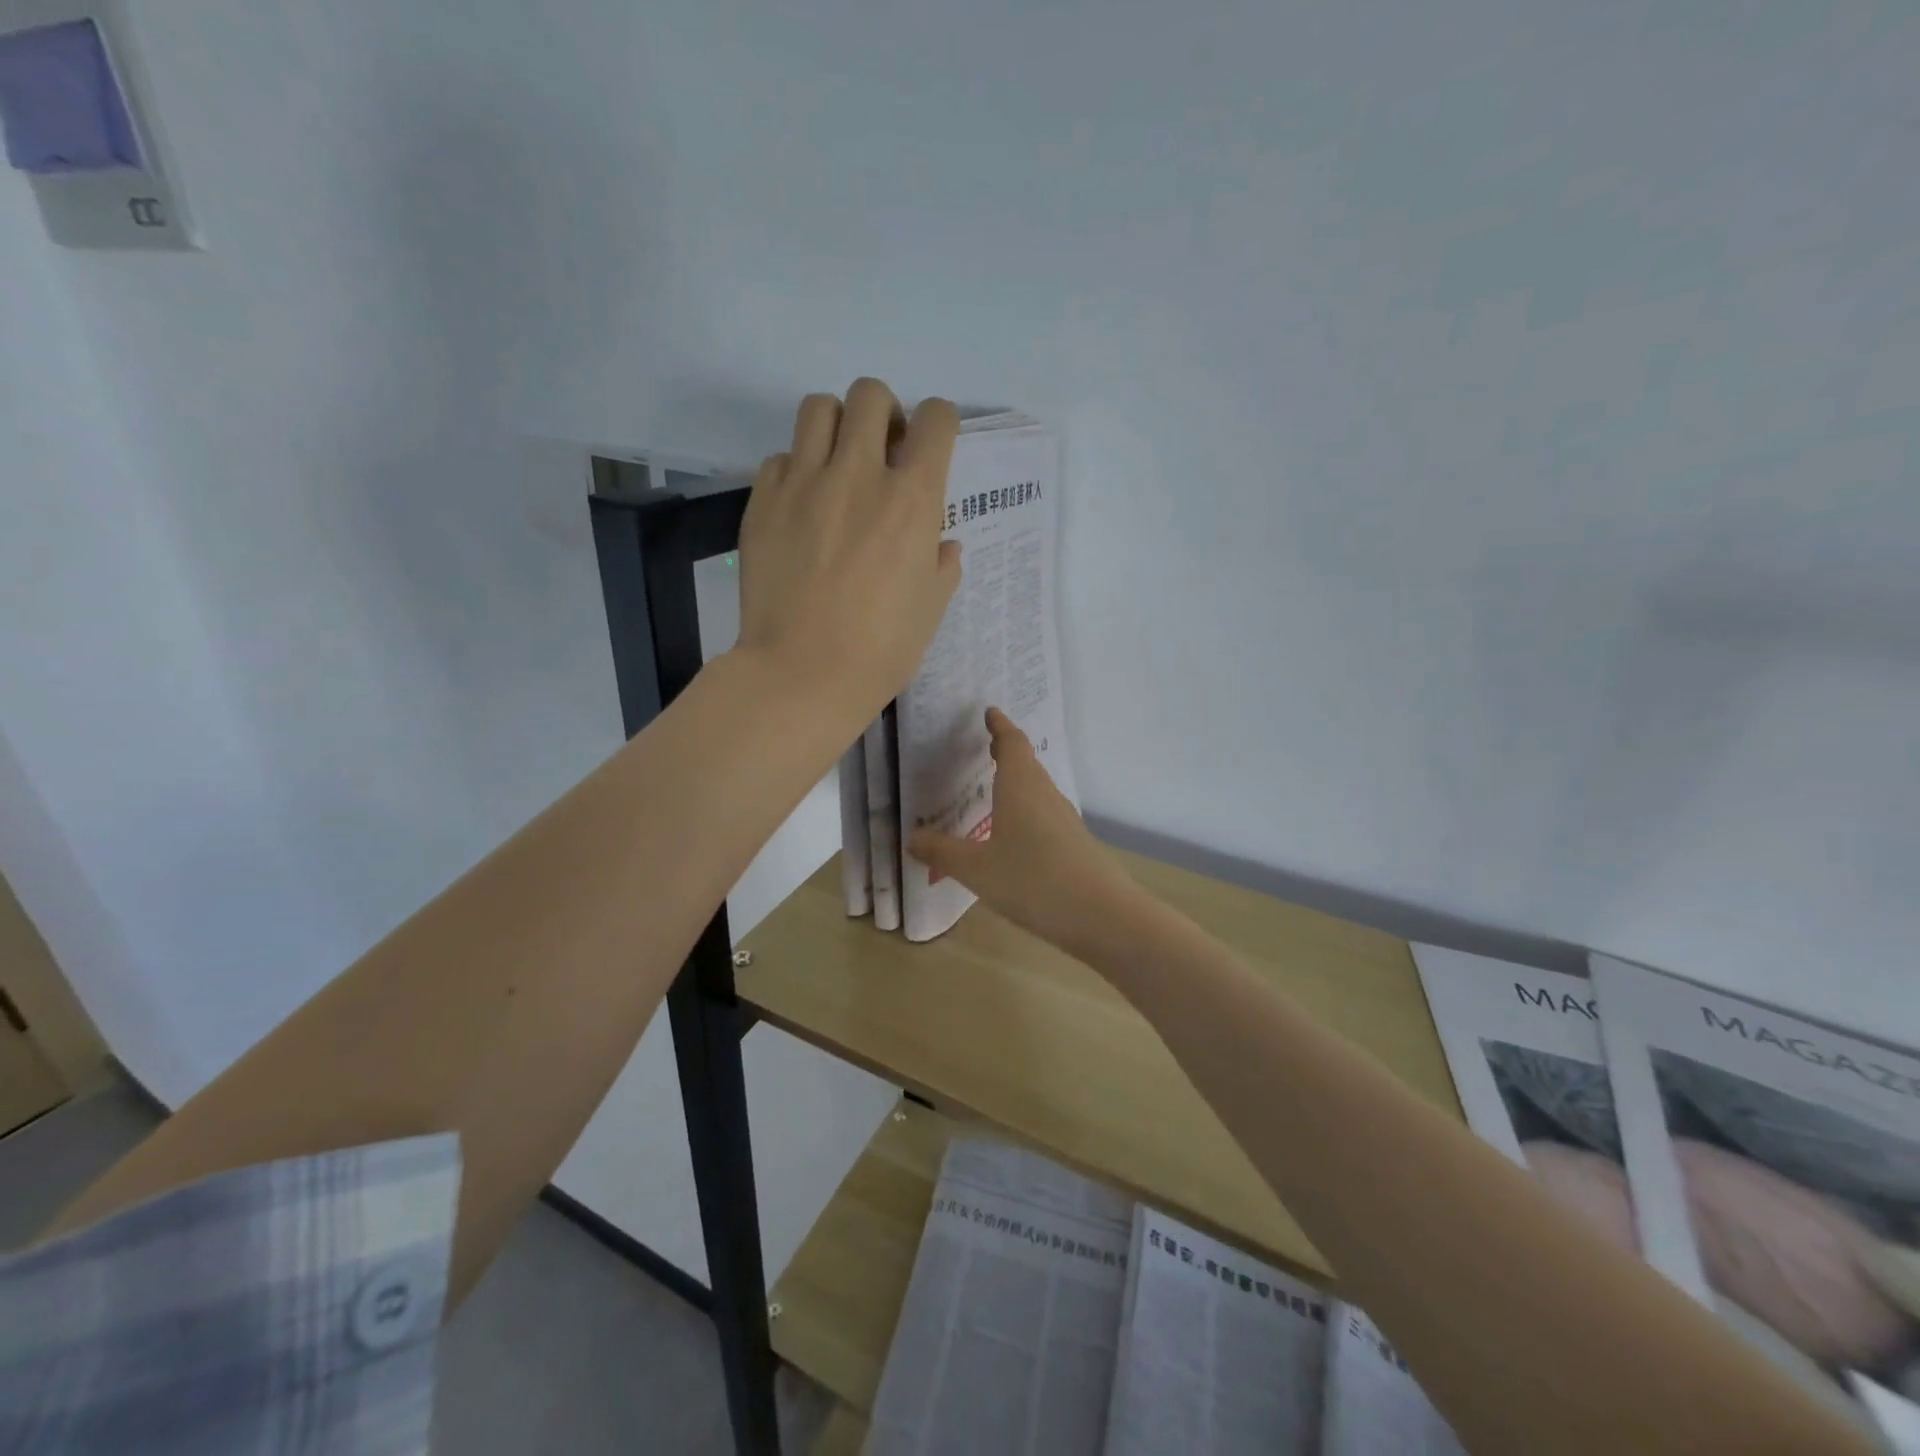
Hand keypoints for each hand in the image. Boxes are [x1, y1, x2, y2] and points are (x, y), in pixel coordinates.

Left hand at [734, 379, 960, 725]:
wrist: (803, 674)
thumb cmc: (881, 650)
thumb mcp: (931, 609)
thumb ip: (942, 565)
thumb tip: (941, 544)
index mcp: (912, 499)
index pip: (936, 419)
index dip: (939, 423)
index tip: (931, 445)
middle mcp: (858, 473)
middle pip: (870, 394)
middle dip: (884, 413)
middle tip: (882, 452)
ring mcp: (804, 483)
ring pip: (818, 407)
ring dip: (836, 425)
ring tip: (838, 464)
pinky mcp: (762, 501)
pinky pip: (780, 458)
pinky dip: (796, 470)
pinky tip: (801, 506)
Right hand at [908, 708, 1138, 954]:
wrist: (1102, 915)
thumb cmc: (1033, 881)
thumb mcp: (976, 869)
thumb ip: (942, 852)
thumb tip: (912, 837)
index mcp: (1021, 787)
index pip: (1012, 743)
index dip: (999, 726)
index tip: (990, 712)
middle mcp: (1045, 795)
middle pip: (1027, 763)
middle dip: (1007, 752)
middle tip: (986, 746)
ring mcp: (1064, 819)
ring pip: (1037, 790)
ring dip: (1018, 781)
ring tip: (996, 787)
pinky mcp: (1075, 843)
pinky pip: (1045, 814)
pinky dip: (1027, 809)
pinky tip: (1015, 834)